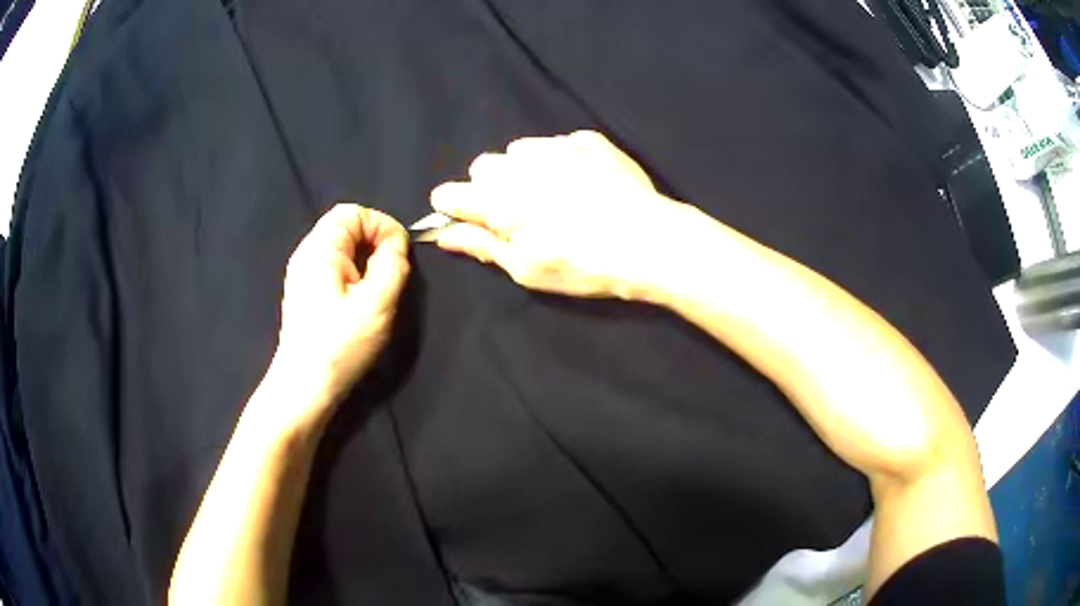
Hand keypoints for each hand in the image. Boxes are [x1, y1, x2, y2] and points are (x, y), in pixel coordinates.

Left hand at [274, 204, 409, 425]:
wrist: (304, 386)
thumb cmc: (339, 345)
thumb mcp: (377, 304)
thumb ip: (392, 265)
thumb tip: (396, 245)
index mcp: (320, 249)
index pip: (353, 212)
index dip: (382, 225)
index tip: (399, 254)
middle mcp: (306, 253)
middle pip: (344, 225)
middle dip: (374, 240)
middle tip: (390, 270)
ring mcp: (302, 273)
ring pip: (339, 246)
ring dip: (364, 257)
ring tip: (377, 286)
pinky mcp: (304, 292)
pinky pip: (332, 265)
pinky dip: (352, 270)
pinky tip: (359, 299)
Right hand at [430, 131, 690, 299]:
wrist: (649, 242)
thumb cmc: (583, 265)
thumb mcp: (526, 268)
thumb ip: (481, 245)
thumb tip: (442, 234)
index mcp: (497, 200)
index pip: (448, 193)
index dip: (454, 208)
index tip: (470, 220)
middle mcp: (519, 165)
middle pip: (483, 166)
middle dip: (490, 187)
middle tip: (519, 213)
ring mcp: (556, 146)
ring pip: (519, 151)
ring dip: (524, 169)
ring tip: (554, 195)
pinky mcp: (588, 140)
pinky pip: (558, 143)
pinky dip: (560, 158)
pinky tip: (583, 182)